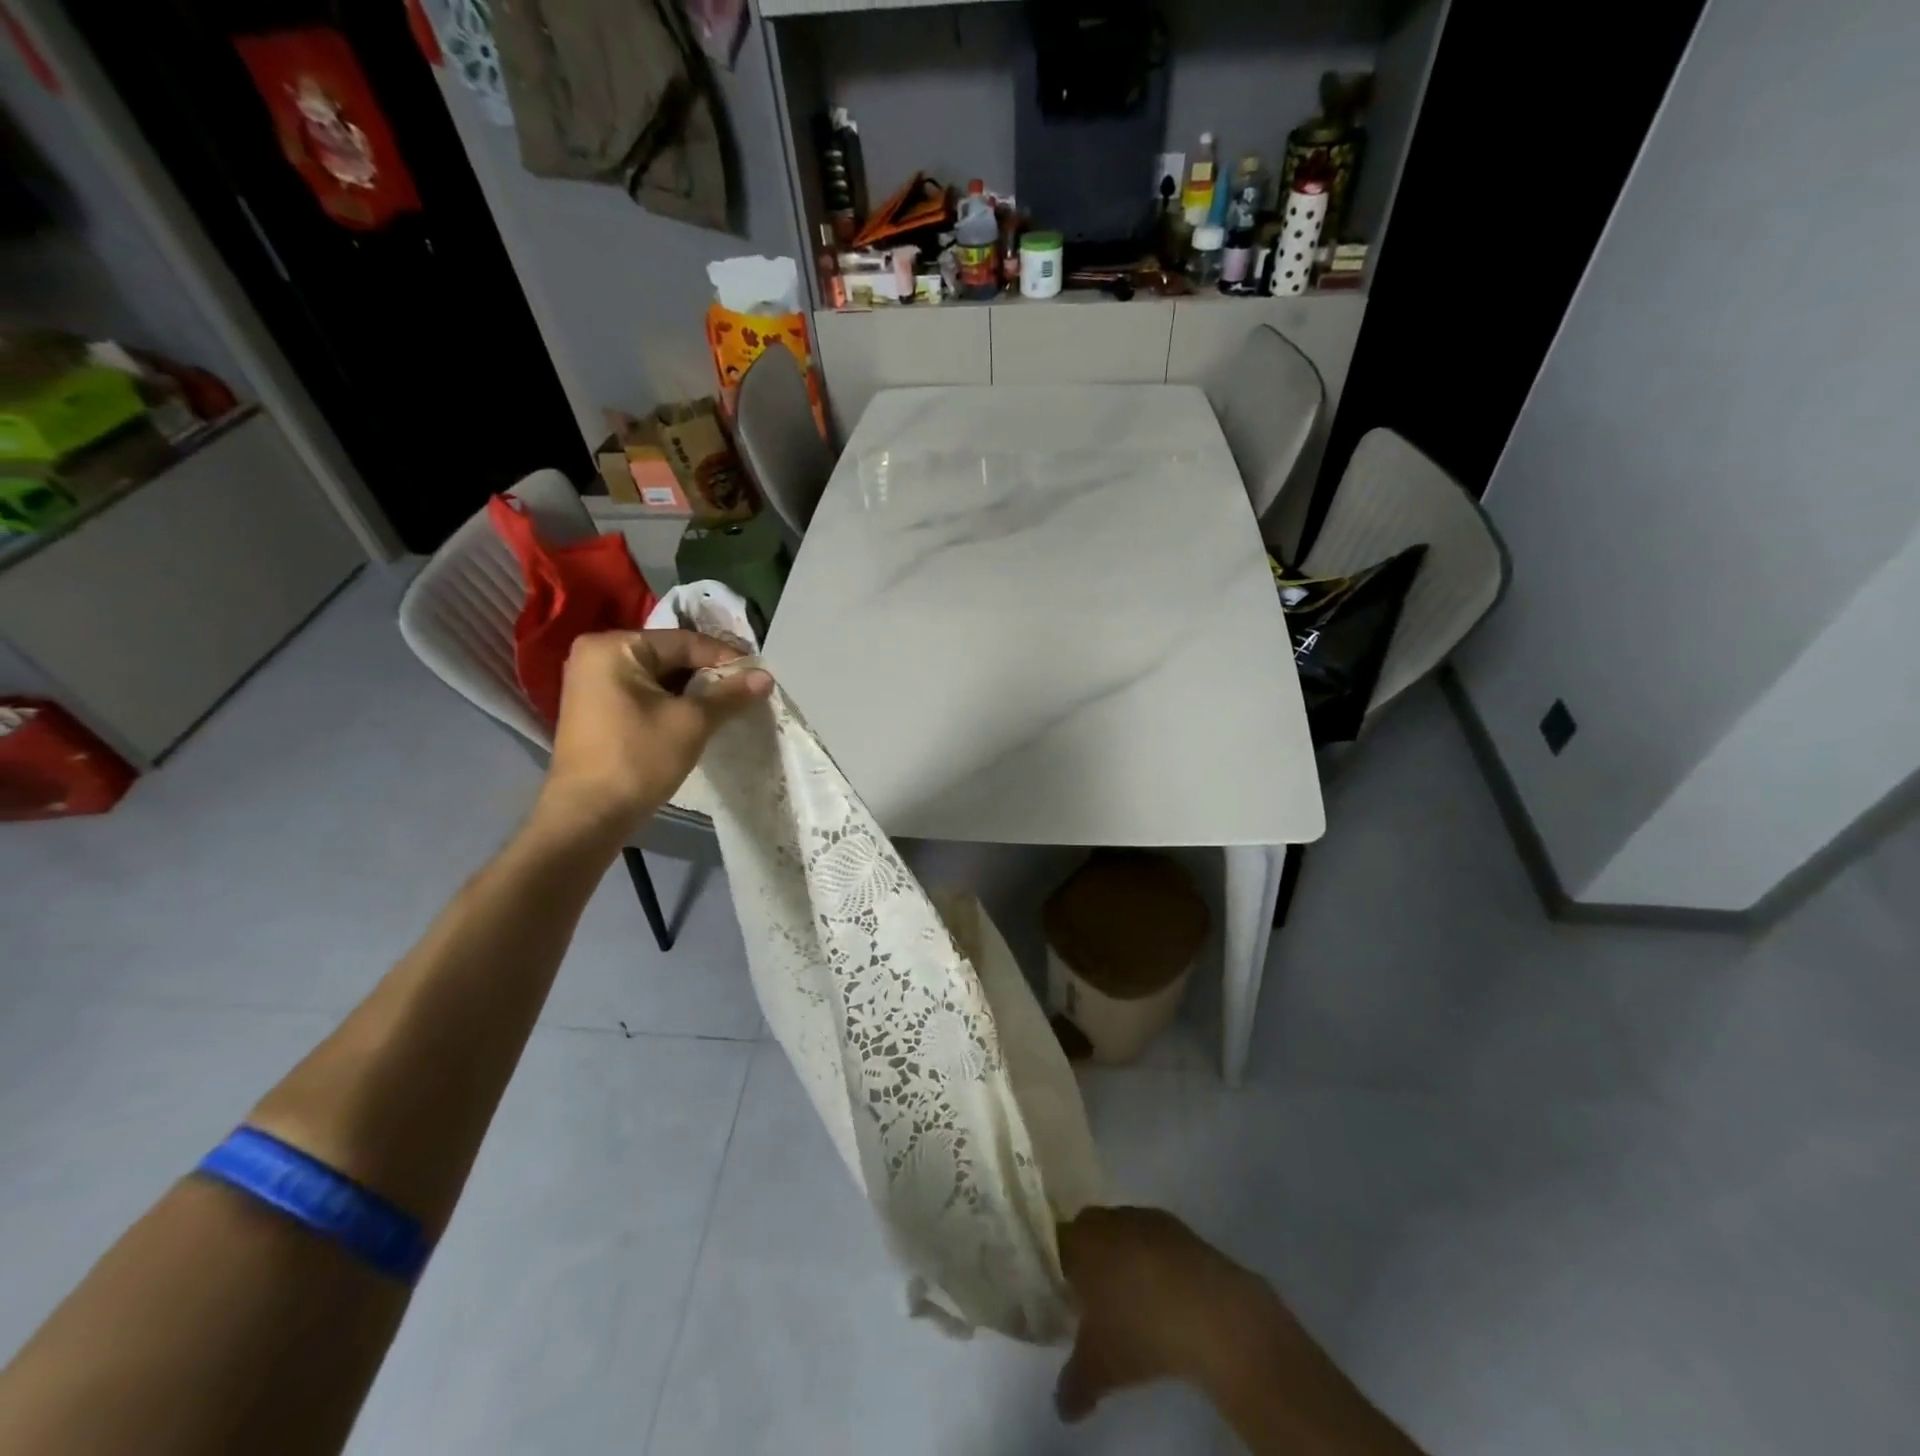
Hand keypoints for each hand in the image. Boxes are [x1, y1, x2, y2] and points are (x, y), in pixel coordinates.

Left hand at [535, 629, 771, 836]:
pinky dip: (672, 701)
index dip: (726, 658)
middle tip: (747, 690)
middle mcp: (597, 654)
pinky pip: (644, 693)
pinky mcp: (596, 708)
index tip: (759, 675)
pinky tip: (698, 716)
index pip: (684, 642)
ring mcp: (592, 682)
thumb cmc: (639, 759)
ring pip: (659, 677)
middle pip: (670, 656)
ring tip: (729, 704)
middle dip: (709, 674)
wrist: (589, 815)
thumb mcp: (692, 722)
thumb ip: (730, 694)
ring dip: (693, 690)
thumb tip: (766, 676)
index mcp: (615, 647)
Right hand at [1054, 1206, 1279, 1421]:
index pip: (1056, 1245)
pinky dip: (1155, 1263)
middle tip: (1095, 1302)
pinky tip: (1165, 1297)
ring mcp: (1144, 1218)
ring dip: (1124, 1260)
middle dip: (1091, 1263)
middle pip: (1089, 1235)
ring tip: (1134, 1302)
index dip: (1058, 1271)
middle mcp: (1107, 1220)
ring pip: (1123, 1235)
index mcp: (1080, 1242)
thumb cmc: (1140, 1331)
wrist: (1210, 1312)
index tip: (1065, 1299)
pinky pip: (1154, 1241)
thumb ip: (1073, 1385)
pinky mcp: (1178, 1227)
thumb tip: (1062, 1407)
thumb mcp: (1100, 1369)